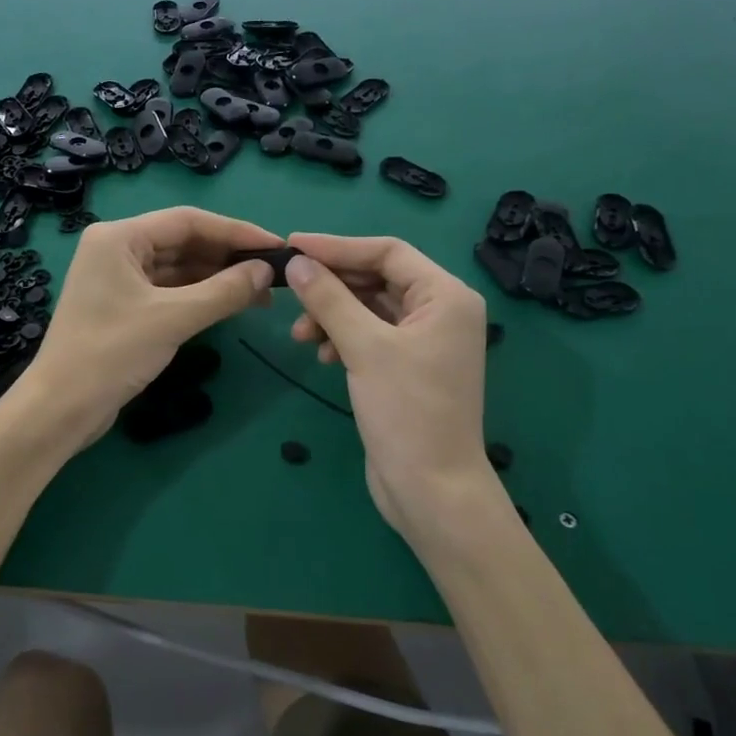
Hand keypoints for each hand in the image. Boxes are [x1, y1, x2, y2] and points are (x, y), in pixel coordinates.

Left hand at [9, 208, 279, 450]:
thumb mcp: (172, 319)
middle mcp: (117, 249)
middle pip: (183, 241)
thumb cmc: (110, 354)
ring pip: (178, 268)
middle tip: (273, 273)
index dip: (236, 232)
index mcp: (119, 237)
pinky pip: (169, 290)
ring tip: (261, 293)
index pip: (187, 221)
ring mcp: (119, 279)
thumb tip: (266, 272)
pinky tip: (231, 304)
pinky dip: (200, 296)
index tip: (276, 246)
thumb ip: (223, 292)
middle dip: (228, 257)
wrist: (61, 409)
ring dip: (217, 278)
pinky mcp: (124, 306)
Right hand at [283, 234, 502, 538]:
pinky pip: (370, 334)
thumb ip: (329, 300)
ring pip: (369, 308)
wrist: (432, 490)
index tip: (292, 246)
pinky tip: (322, 354)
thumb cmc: (407, 412)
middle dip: (332, 286)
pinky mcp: (407, 366)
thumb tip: (296, 263)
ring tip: (301, 336)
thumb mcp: (364, 348)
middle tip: (290, 291)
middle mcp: (440, 311)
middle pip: (377, 278)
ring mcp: (425, 340)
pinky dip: (343, 337)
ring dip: (332, 314)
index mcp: (445, 296)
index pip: (387, 252)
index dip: (337, 246)